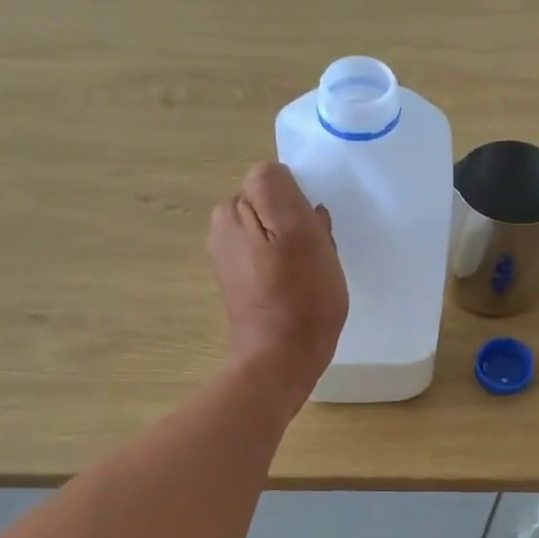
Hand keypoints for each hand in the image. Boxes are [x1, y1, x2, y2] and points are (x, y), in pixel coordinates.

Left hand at [208, 162, 347, 410]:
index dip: (301, 204)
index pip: (276, 181)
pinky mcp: (242, 285)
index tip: (314, 232)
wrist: (282, 360)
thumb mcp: (297, 230)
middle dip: (299, 224)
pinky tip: (301, 290)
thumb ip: (278, 188)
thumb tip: (277, 177)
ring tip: (311, 276)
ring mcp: (230, 259)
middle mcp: (223, 229)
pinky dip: (290, 269)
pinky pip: (273, 259)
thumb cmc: (299, 296)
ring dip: (299, 247)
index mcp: (232, 211)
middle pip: (275, 207)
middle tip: (316, 256)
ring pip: (277, 234)